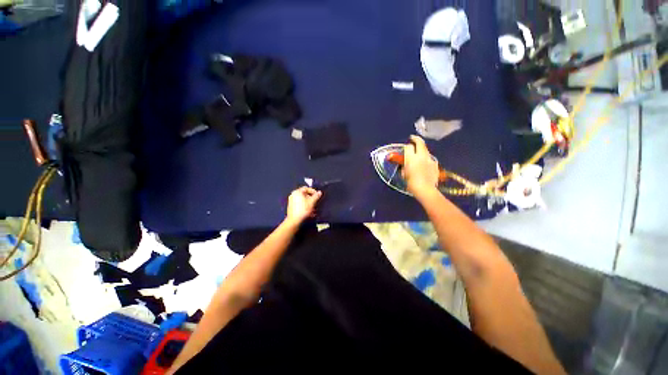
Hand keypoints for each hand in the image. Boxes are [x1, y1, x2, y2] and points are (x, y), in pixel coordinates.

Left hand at [285, 186, 322, 224]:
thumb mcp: (312, 202)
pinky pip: (299, 204)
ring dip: (308, 202)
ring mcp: (291, 201)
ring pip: (302, 199)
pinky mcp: (291, 206)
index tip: (318, 195)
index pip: (306, 188)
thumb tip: (319, 192)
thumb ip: (316, 196)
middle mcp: (293, 195)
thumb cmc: (303, 209)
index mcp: (297, 192)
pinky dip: (305, 205)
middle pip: (304, 194)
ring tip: (313, 208)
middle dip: (311, 198)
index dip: (313, 191)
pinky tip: (309, 211)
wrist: (294, 220)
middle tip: (316, 201)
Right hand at [403, 135, 439, 196]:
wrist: (425, 190)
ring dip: (422, 149)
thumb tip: (405, 163)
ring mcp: (429, 159)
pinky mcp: (435, 164)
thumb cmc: (411, 183)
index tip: (405, 148)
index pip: (408, 147)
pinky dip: (426, 159)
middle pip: (420, 143)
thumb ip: (404, 166)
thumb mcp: (404, 174)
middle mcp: (421, 156)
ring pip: (426, 150)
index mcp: (411, 158)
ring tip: (419, 152)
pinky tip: (425, 164)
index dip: (406, 147)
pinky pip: (430, 159)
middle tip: (413, 138)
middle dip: (416, 139)